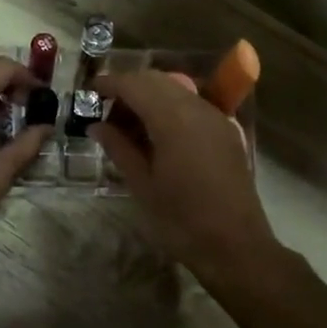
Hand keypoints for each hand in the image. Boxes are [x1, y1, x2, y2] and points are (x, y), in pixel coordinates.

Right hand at [89, 69, 279, 278]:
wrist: (236, 247)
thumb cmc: (181, 220)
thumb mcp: (142, 186)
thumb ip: (119, 148)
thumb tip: (97, 126)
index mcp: (173, 119)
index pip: (135, 84)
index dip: (110, 83)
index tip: (90, 91)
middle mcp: (197, 108)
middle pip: (157, 81)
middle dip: (129, 88)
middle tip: (106, 112)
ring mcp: (216, 118)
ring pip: (177, 90)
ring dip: (150, 97)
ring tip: (128, 127)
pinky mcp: (226, 132)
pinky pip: (193, 105)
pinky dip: (170, 108)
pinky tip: (157, 135)